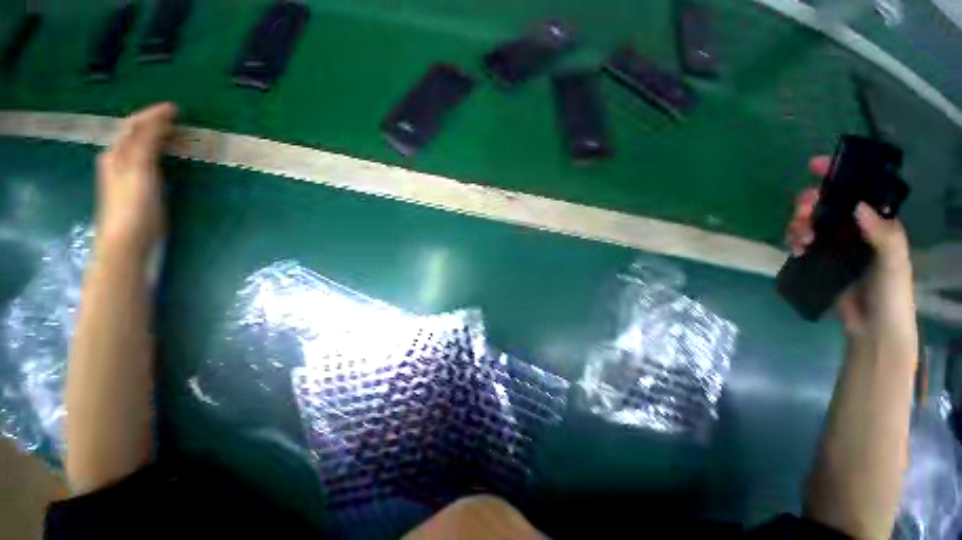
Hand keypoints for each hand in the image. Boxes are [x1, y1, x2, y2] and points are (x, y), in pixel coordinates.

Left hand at [95, 102, 177, 256]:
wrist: (125, 242)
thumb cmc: (134, 207)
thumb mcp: (140, 171)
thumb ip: (146, 144)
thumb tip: (157, 120)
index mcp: (118, 154)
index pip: (135, 125)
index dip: (153, 115)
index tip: (175, 108)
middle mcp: (117, 160)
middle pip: (133, 134)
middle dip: (152, 123)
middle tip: (174, 119)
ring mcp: (123, 175)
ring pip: (136, 146)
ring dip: (152, 136)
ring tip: (170, 133)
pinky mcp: (132, 188)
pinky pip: (142, 160)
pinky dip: (154, 151)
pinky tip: (161, 156)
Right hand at [786, 156, 914, 336]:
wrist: (873, 328)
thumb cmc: (891, 295)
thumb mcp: (894, 264)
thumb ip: (883, 235)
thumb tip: (858, 207)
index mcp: (877, 224)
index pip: (858, 191)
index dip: (838, 174)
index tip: (815, 166)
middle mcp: (855, 229)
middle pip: (826, 204)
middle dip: (809, 203)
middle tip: (802, 214)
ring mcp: (836, 245)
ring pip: (810, 222)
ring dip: (799, 223)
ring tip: (798, 239)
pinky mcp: (820, 259)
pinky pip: (802, 242)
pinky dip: (795, 241)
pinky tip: (795, 249)